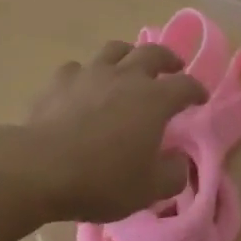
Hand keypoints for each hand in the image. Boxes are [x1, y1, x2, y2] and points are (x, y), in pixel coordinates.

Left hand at [19, 41, 207, 222]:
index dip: (196, 90)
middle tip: (173, 66)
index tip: (200, 98)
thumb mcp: (148, 190)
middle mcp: (125, 77)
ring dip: (128, 54)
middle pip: (152, 53)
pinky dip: (86, 74)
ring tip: (129, 65)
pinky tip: (83, 87)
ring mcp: (90, 73)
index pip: (185, 85)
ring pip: (115, 50)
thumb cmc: (102, 179)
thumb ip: (172, 174)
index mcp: (154, 99)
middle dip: (167, 58)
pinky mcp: (60, 80)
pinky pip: (78, 68)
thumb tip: (178, 161)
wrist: (41, 167)